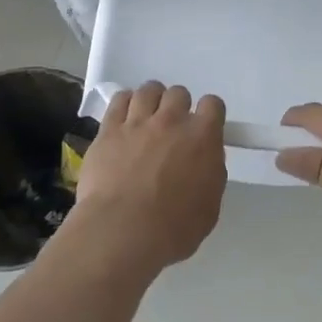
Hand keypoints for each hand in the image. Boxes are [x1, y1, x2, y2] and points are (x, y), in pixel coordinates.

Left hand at [70, 82, 226, 271]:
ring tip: (146, 120)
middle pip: (179, 93)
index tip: (202, 130)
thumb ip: (210, 175)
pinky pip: (119, 100)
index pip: (213, 105)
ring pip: (149, 90)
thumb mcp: (209, 207)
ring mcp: (138, 122)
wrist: (122, 231)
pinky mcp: (109, 129)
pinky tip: (124, 119)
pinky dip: (125, 103)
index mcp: (202, 137)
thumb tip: (204, 162)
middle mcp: (172, 120)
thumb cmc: (173, 228)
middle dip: (178, 108)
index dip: (208, 115)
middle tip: (171, 131)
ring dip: (152, 101)